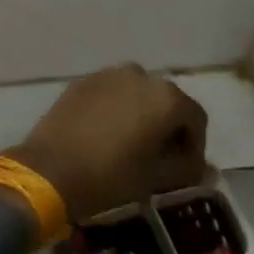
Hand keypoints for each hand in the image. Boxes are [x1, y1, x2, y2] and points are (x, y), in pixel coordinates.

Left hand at [5, 64, 207, 221]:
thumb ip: (187, 168)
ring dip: (142, 116)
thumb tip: (205, 168)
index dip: (195, 147)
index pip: (196, 119)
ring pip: (138, 95)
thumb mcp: (155, 178)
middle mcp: (140, 75)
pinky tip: (105, 135)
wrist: (48, 171)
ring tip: (131, 146)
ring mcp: (108, 74)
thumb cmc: (110, 177)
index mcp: (166, 97)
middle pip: (166, 102)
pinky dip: (117, 109)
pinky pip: (111, 93)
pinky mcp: (83, 82)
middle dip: (168, 128)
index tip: (185, 170)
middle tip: (159, 158)